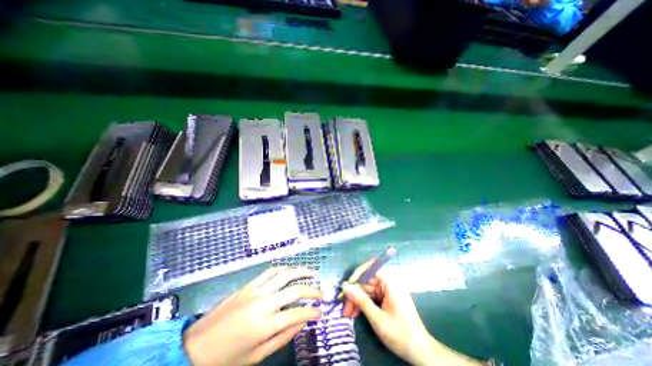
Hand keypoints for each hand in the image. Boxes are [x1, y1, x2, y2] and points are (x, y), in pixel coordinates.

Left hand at [183, 265, 322, 365]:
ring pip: (284, 274)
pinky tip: (291, 270)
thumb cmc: (227, 358)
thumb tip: (302, 323)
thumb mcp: (257, 356)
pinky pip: (270, 272)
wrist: (195, 346)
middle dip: (311, 290)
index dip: (312, 312)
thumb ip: (283, 337)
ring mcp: (255, 291)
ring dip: (301, 271)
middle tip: (321, 292)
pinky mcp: (249, 285)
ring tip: (312, 273)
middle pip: (294, 290)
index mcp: (265, 325)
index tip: (321, 312)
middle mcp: (263, 304)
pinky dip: (284, 269)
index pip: (296, 314)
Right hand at [342, 261, 483, 365]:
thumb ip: (361, 300)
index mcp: (391, 283)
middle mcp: (389, 283)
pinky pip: (371, 295)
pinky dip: (363, 303)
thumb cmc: (401, 335)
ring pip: (368, 288)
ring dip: (357, 299)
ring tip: (348, 313)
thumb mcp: (378, 319)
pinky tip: (355, 313)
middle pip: (368, 279)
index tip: (349, 284)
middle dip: (355, 291)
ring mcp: (388, 291)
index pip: (373, 266)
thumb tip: (345, 286)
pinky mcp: (387, 298)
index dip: (360, 272)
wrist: (421, 353)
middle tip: (344, 305)